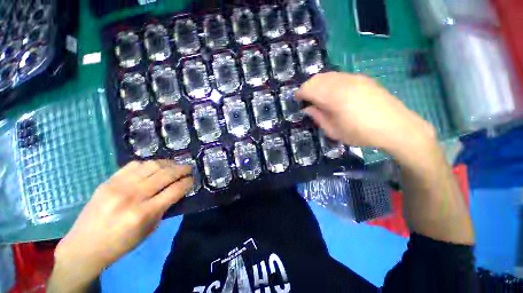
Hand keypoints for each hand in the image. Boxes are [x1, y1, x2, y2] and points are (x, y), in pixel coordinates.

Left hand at [49, 160, 191, 291]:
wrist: (85, 245)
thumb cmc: (121, 243)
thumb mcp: (149, 230)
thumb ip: (164, 208)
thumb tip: (177, 190)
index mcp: (144, 213)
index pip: (174, 190)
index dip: (188, 182)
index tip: (193, 179)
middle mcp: (132, 196)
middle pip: (165, 174)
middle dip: (182, 169)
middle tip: (189, 168)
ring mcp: (118, 186)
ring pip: (151, 165)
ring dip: (168, 164)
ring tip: (174, 165)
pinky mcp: (108, 181)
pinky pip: (134, 165)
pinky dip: (149, 164)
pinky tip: (155, 167)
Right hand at [296, 72, 435, 158]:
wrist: (396, 127)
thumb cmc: (361, 133)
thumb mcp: (333, 130)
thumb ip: (318, 117)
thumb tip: (307, 108)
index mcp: (333, 96)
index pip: (308, 88)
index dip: (300, 94)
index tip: (297, 100)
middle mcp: (342, 82)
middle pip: (317, 78)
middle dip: (308, 88)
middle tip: (307, 100)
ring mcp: (354, 78)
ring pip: (328, 75)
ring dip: (318, 84)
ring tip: (319, 97)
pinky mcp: (362, 79)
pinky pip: (339, 76)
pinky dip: (330, 83)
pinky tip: (334, 94)